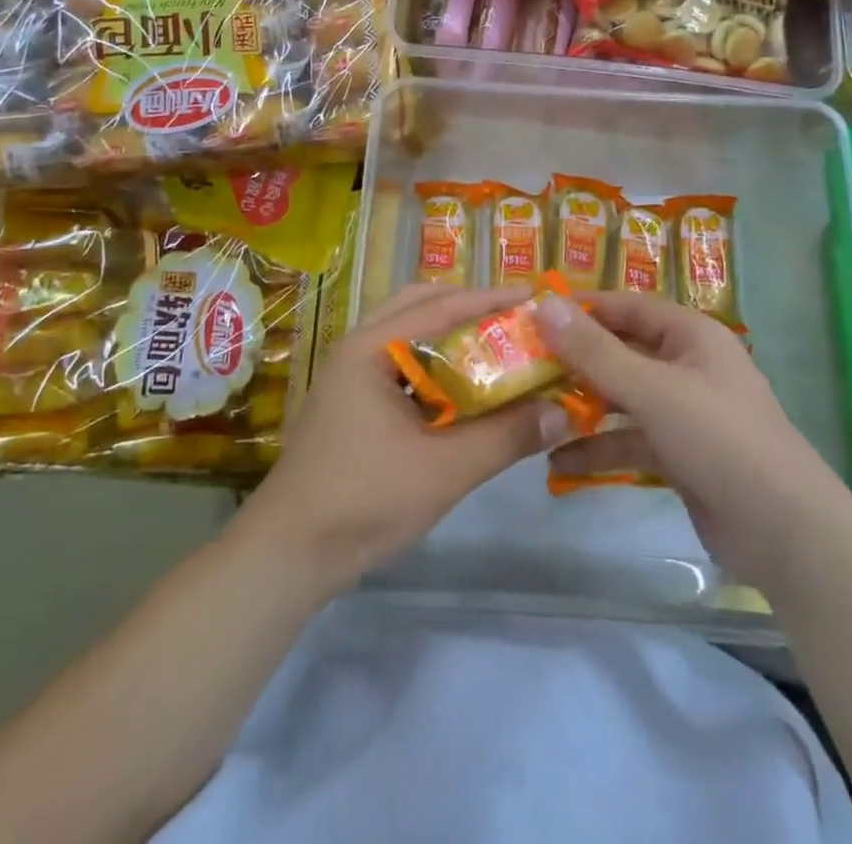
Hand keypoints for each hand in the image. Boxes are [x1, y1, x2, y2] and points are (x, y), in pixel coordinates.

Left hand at [237, 284, 559, 590]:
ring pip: (410, 336)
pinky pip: (402, 366)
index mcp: (371, 348)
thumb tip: (564, 412)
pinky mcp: (353, 404)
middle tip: (517, 321)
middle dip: (470, 308)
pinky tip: (465, 391)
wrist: (288, 555)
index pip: (441, 306)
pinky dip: (436, 366)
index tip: (537, 297)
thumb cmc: (363, 500)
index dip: (492, 299)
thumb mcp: (444, 470)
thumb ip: (505, 437)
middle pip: (421, 307)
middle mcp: (358, 349)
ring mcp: (351, 376)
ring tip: (498, 348)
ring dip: (452, 336)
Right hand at [535, 290, 819, 572]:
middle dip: (575, 362)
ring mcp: (684, 412)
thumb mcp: (651, 389)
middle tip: (524, 367)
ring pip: (622, 398)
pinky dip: (599, 448)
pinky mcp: (680, 454)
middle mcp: (687, 366)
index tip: (534, 315)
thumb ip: (594, 351)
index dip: (582, 309)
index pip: (627, 307)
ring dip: (582, 407)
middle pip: (621, 352)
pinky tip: (558, 464)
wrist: (785, 532)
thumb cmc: (719, 439)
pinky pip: (630, 440)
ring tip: (533, 413)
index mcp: (691, 335)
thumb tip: (544, 306)